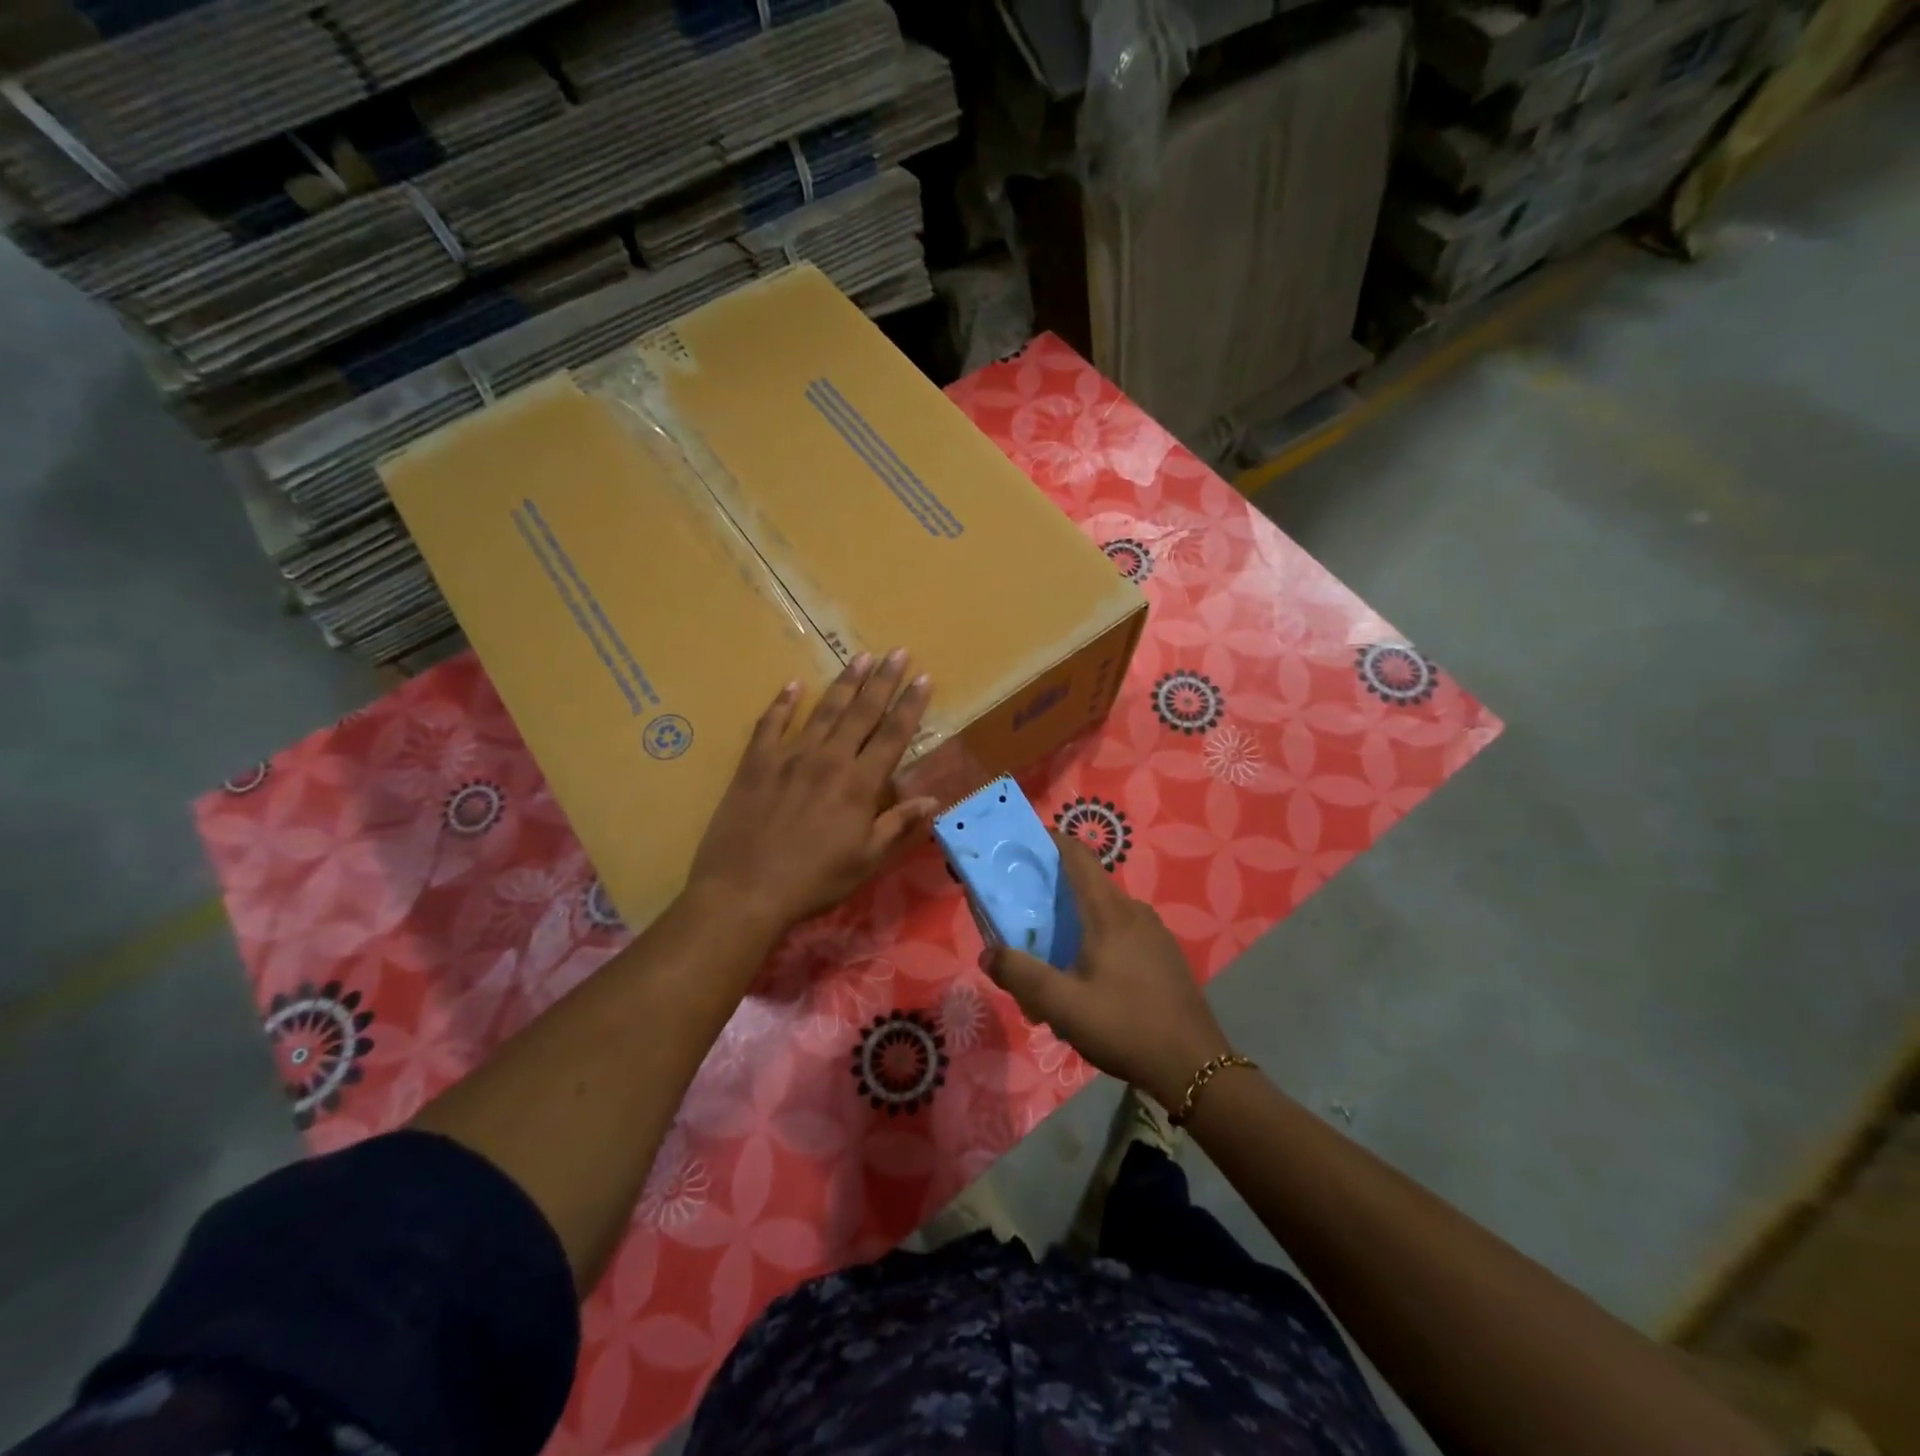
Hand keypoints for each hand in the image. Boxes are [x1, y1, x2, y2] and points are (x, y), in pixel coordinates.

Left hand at [688, 650, 938, 935]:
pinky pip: (770, 725)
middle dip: (883, 681)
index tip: (924, 678)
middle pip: (862, 712)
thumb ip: (898, 825)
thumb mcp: (866, 860)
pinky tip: (793, 686)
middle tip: (897, 652)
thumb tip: (933, 799)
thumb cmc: (814, 881)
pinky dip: (782, 704)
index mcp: (860, 784)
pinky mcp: (755, 764)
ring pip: (823, 711)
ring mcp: (789, 757)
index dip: (911, 705)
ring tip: (860, 658)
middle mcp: (829, 760)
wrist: (744, 891)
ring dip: (844, 683)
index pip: (893, 735)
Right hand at [981, 834, 1231, 1107]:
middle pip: (1086, 886)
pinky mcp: (1164, 955)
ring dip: (1074, 926)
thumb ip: (1020, 975)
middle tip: (1022, 918)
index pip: (1077, 855)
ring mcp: (1154, 933)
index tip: (1022, 846)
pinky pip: (1122, 934)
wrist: (1194, 1067)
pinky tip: (1088, 984)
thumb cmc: (1125, 1026)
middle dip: (1052, 895)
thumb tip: (987, 953)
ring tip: (1051, 962)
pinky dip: (1097, 943)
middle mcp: (1133, 911)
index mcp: (1109, 912)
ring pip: (1104, 914)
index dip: (1050, 841)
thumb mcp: (1062, 1006)